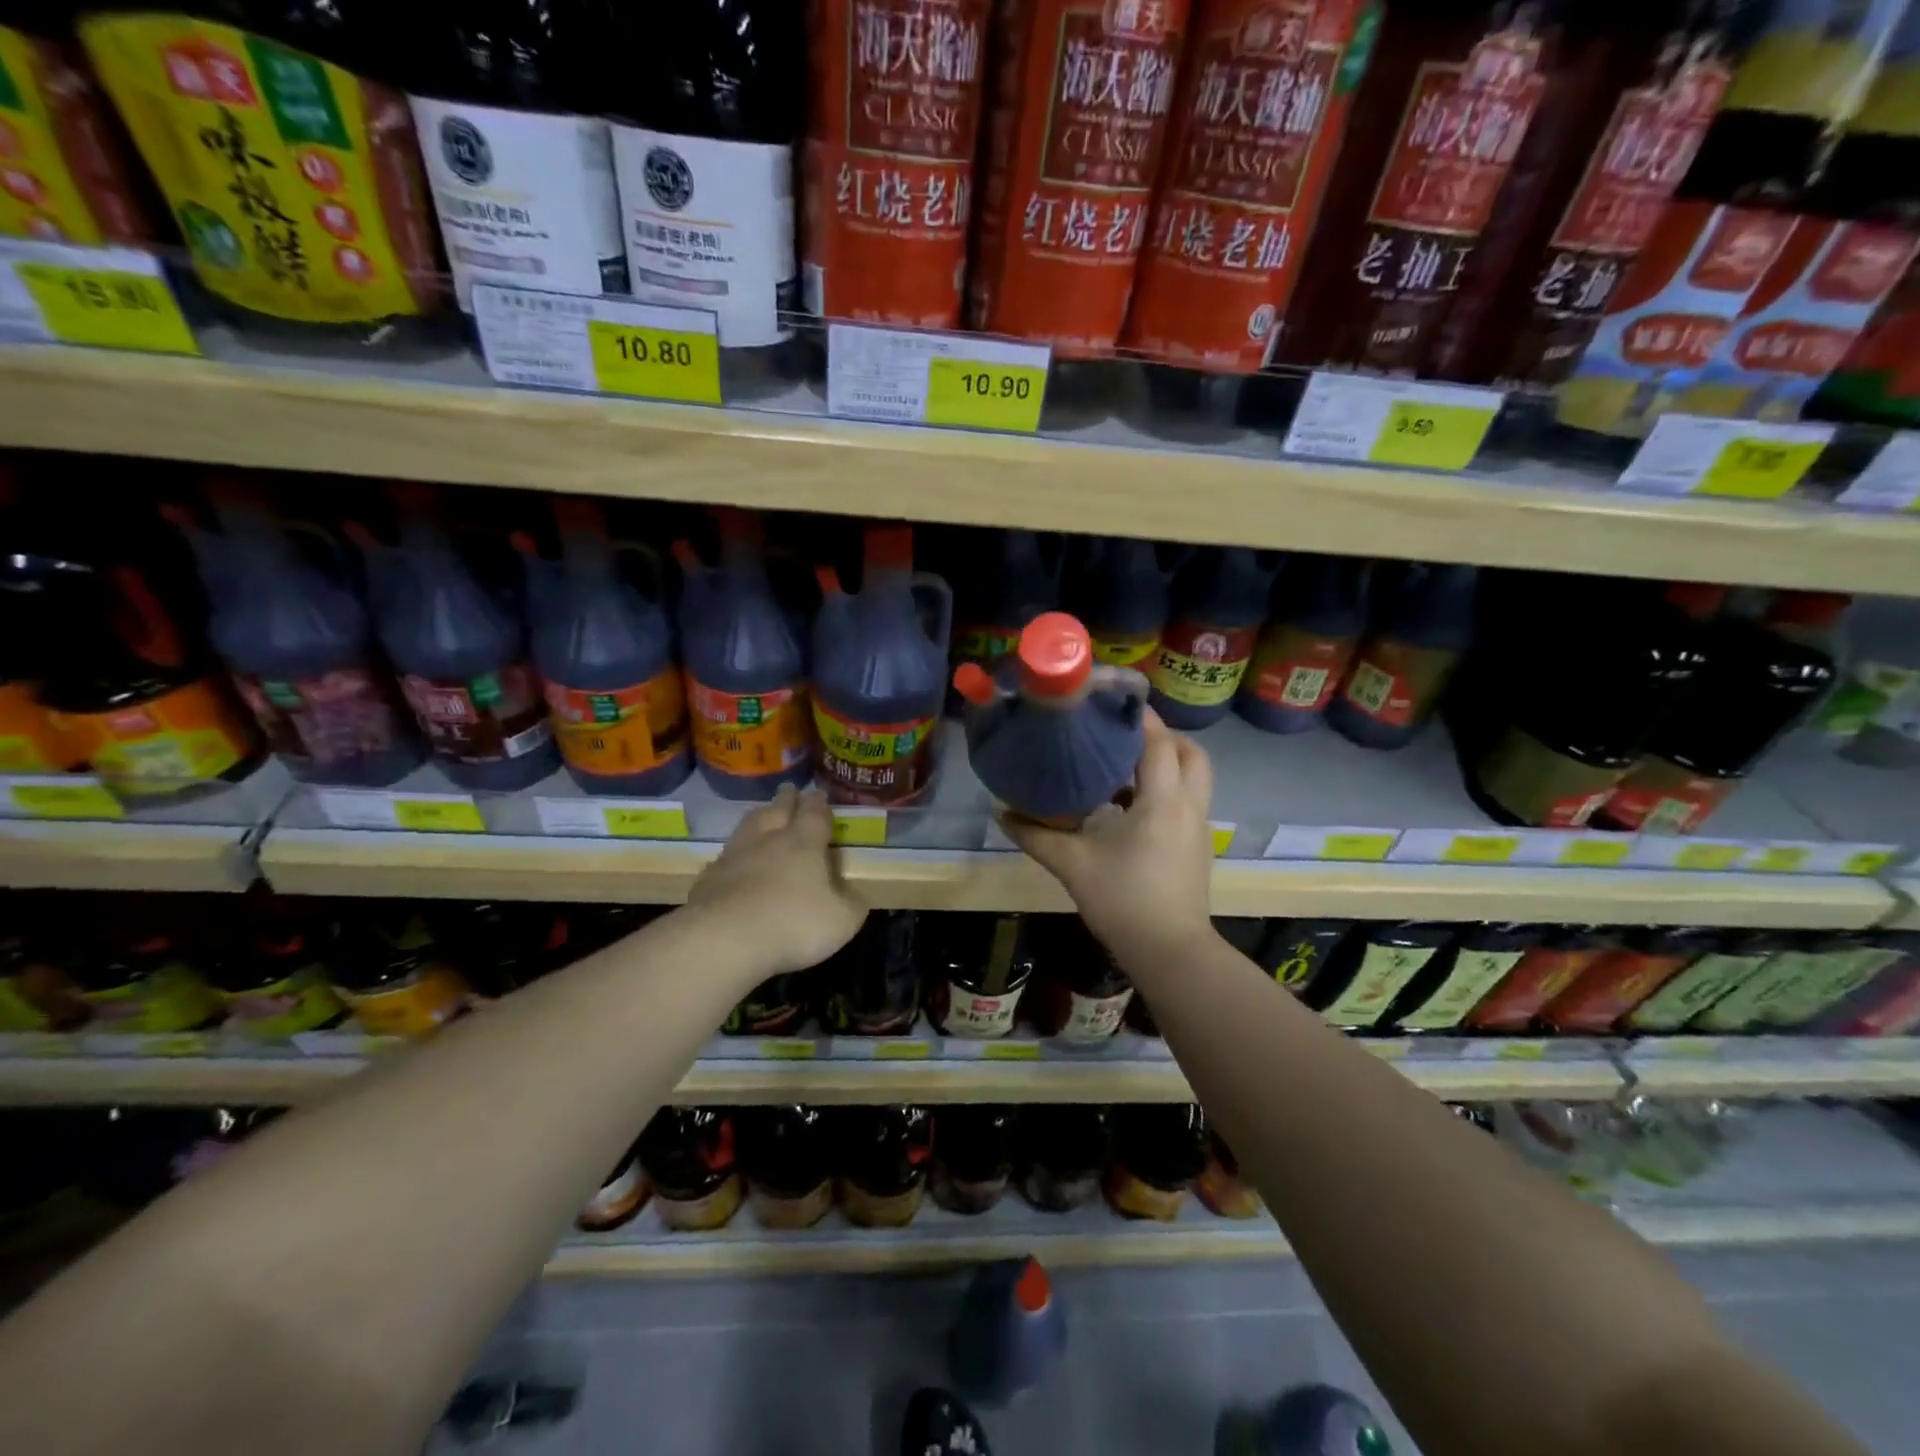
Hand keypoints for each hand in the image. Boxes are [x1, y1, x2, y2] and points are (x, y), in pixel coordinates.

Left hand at [687, 785, 867, 974]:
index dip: (819, 803)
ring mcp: (734, 856)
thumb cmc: (793, 923)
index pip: (814, 814)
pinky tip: (734, 861)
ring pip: (748, 826)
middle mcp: (768, 840)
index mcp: (804, 843)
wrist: (724, 938)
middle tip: (790, 789)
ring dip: (758, 817)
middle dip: (787, 799)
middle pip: (778, 809)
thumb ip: (852, 904)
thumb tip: (854, 894)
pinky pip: (725, 857)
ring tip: (762, 814)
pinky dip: (734, 854)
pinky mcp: (708, 879)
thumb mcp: (842, 920)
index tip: (819, 793)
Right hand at [1005, 710, 1213, 961]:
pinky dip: (1167, 790)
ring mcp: (1199, 828)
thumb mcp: (1073, 865)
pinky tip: (1130, 809)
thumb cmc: (1123, 901)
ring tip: (1123, 769)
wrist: (1171, 951)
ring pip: (1195, 777)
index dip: (1139, 717)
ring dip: (1167, 763)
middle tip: (1123, 738)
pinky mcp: (1198, 847)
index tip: (1110, 702)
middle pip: (1190, 753)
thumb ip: (1036, 836)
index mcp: (1162, 801)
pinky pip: (1189, 801)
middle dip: (1162, 737)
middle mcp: (1189, 806)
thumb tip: (1002, 814)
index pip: (1158, 742)